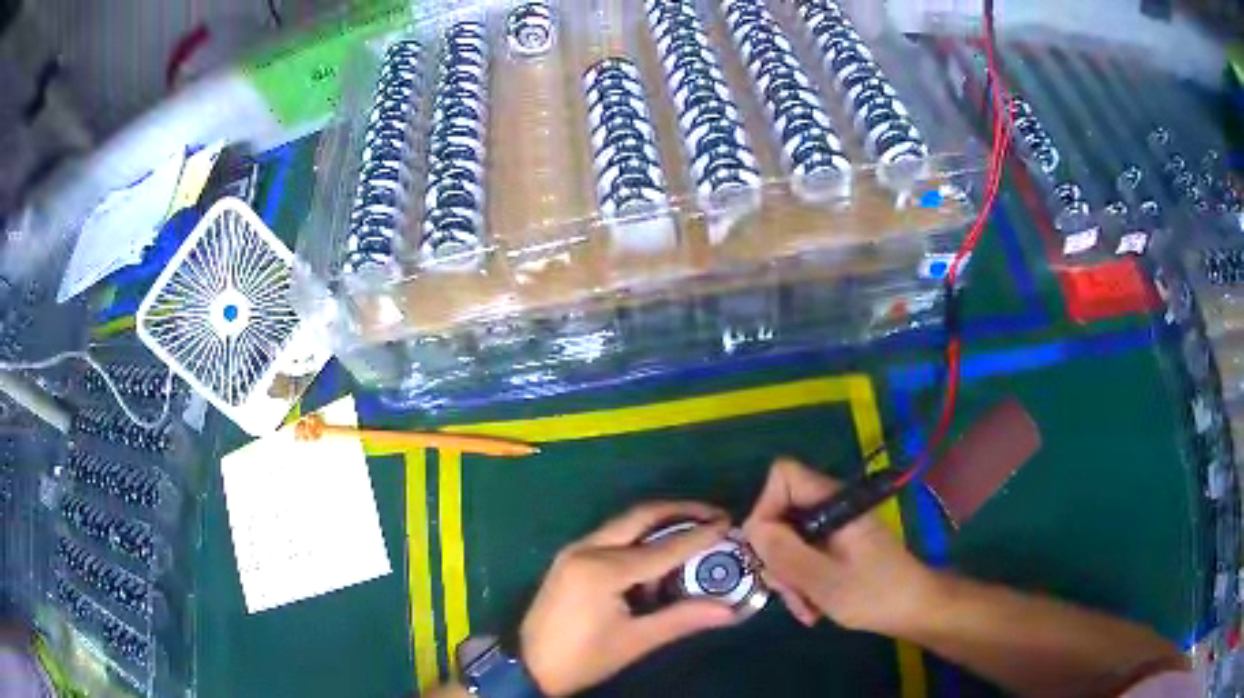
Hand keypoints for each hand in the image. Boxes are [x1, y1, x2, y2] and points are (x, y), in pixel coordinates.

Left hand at [520, 501, 736, 695]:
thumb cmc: (583, 658)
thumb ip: (682, 619)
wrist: (529, 666)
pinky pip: (612, 538)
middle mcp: (587, 549)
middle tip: (714, 516)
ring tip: (695, 531)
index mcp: (602, 570)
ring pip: (625, 524)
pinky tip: (659, 557)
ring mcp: (574, 551)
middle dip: (680, 512)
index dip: (699, 536)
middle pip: (641, 516)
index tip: (729, 524)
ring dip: (660, 523)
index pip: (662, 547)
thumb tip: (729, 611)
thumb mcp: (635, 641)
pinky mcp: (570, 559)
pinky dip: (640, 539)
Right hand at [743, 458, 935, 633]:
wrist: (914, 609)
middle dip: (776, 557)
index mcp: (833, 502)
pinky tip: (812, 608)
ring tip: (804, 608)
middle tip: (786, 591)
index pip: (783, 476)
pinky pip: (805, 556)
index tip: (765, 550)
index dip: (765, 507)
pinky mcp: (837, 547)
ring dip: (789, 577)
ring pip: (790, 540)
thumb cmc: (874, 593)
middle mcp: (831, 508)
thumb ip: (785, 553)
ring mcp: (835, 528)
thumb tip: (751, 529)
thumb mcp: (824, 580)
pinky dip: (802, 582)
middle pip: (781, 514)